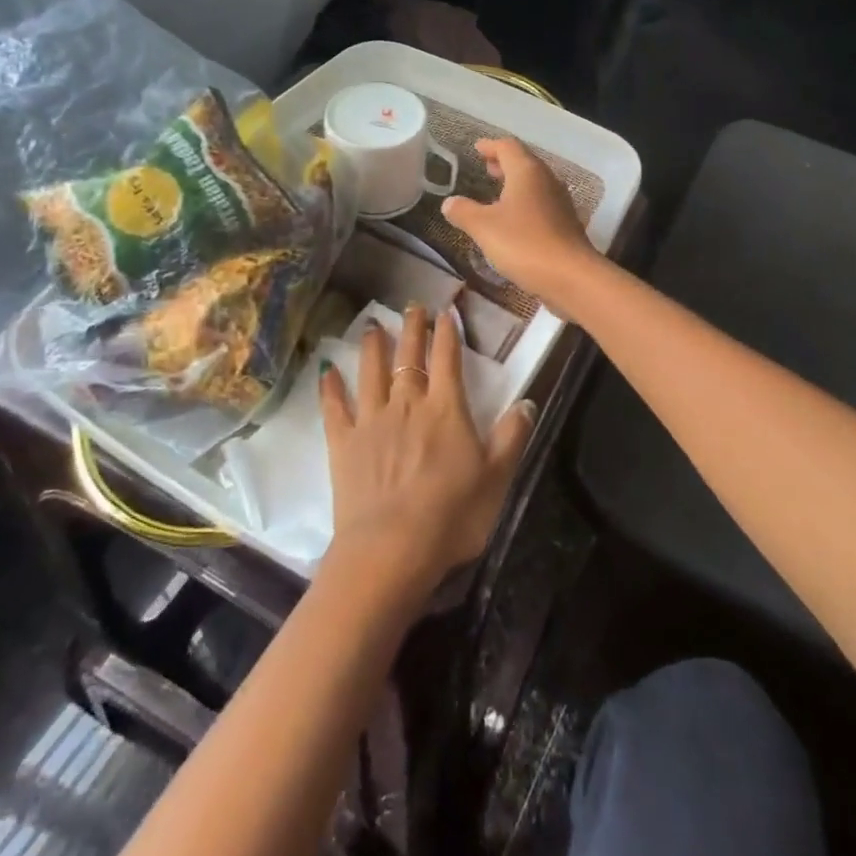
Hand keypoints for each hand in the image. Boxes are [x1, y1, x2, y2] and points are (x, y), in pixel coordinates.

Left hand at [319, 305, 532, 593]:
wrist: (391, 549)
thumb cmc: (452, 515)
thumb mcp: (497, 478)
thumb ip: (511, 437)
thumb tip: (527, 402)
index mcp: (445, 409)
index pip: (447, 358)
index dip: (448, 332)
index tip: (447, 309)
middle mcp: (407, 403)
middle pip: (409, 356)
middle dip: (413, 328)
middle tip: (412, 306)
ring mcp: (371, 421)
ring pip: (372, 372)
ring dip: (373, 346)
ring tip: (373, 325)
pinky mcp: (344, 444)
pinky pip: (335, 408)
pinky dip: (331, 388)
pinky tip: (327, 371)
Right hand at [443, 138, 600, 309]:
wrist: (571, 276)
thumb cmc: (524, 243)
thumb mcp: (484, 227)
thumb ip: (464, 211)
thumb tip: (449, 202)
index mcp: (527, 172)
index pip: (508, 146)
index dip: (490, 145)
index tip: (477, 148)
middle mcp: (546, 180)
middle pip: (524, 162)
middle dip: (504, 163)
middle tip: (486, 167)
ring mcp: (559, 202)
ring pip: (534, 183)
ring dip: (515, 183)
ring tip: (496, 192)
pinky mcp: (565, 224)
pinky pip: (541, 203)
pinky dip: (524, 202)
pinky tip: (514, 219)